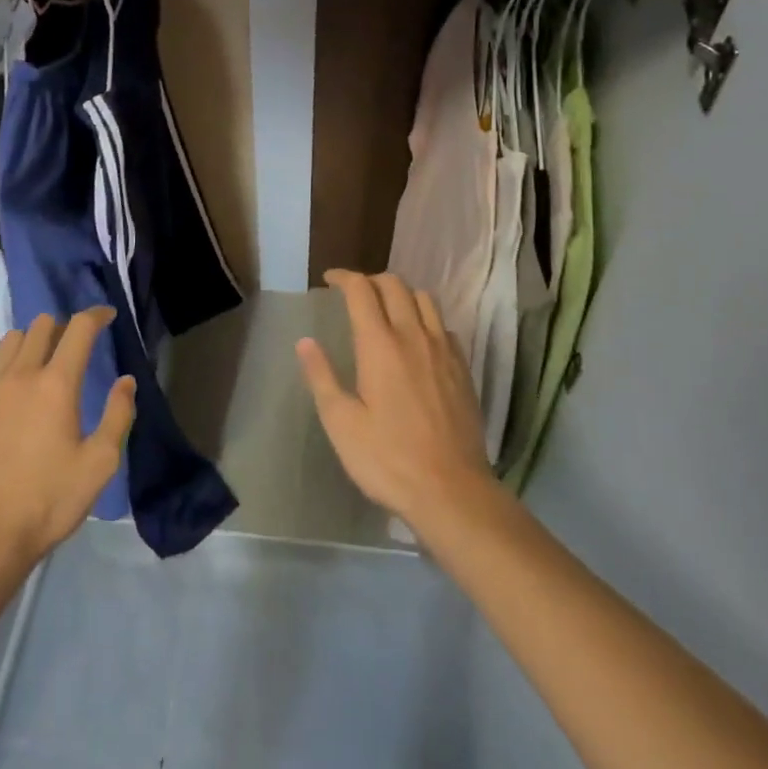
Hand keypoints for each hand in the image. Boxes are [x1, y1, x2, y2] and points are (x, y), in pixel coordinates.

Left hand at [0, 307, 134, 565]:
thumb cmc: (48, 501)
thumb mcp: (100, 464)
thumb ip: (118, 415)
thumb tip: (125, 381)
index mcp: (57, 384)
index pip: (79, 328)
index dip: (96, 315)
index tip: (107, 317)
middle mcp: (20, 376)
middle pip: (41, 325)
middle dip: (62, 327)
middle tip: (74, 348)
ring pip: (9, 341)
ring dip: (30, 343)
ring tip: (39, 366)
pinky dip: (2, 374)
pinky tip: (8, 399)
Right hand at [298, 270, 500, 537]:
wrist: (452, 491)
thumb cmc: (388, 460)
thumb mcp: (342, 424)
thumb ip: (322, 377)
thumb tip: (305, 342)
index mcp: (380, 345)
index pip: (361, 290)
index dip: (343, 277)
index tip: (329, 280)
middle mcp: (413, 336)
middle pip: (395, 285)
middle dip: (371, 280)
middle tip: (354, 293)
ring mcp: (443, 350)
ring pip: (424, 299)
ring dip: (402, 294)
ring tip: (387, 309)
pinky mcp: (462, 368)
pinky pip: (443, 325)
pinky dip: (426, 319)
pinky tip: (418, 341)